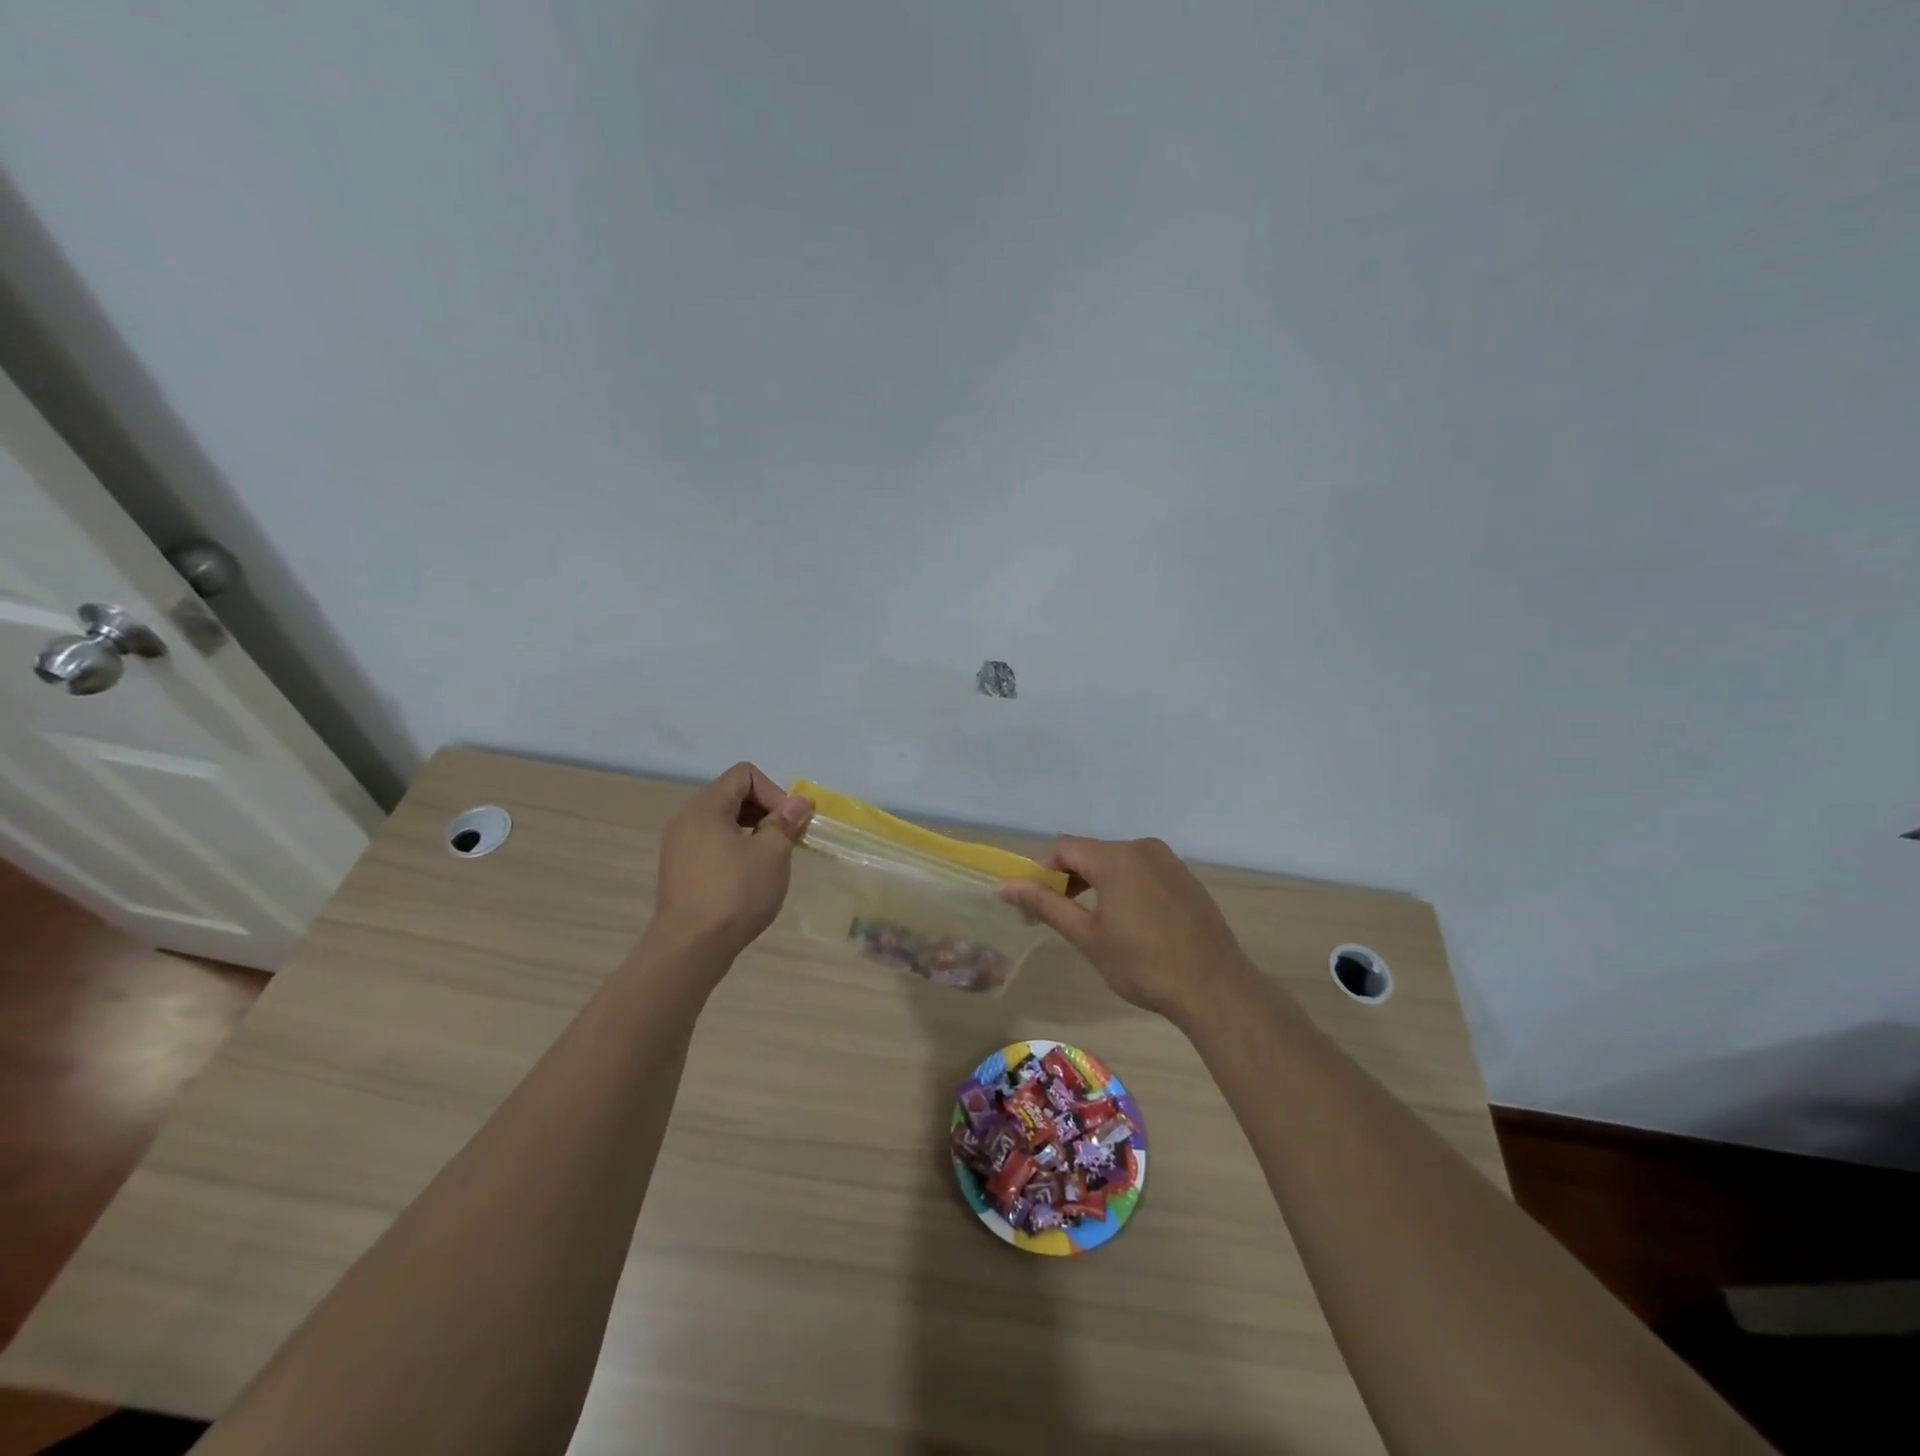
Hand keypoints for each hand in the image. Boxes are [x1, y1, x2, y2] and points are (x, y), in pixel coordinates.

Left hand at [650, 763, 812, 962]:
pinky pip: (712, 844)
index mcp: (706, 806)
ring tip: (770, 860)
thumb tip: (800, 802)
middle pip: (733, 795)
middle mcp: (687, 818)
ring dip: (753, 832)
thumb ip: (786, 822)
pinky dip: (735, 849)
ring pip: (723, 822)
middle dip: (766, 811)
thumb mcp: (772, 854)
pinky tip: (749, 878)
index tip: (788, 823)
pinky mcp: (679, 870)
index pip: (745, 774)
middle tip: (786, 841)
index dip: (774, 791)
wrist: (690, 947)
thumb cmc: (735, 893)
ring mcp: (679, 846)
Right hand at [998, 835, 1253, 1022]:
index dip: (1042, 872)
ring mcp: (1169, 862)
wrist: (1215, 988)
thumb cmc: (1143, 964)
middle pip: (1090, 853)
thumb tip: (1005, 887)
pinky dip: (1125, 888)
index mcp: (1115, 857)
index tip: (1035, 906)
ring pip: (1117, 862)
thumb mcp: (1087, 936)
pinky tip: (1131, 924)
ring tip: (1094, 924)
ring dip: (1096, 884)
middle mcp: (1142, 848)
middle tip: (1060, 918)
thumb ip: (1046, 904)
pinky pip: (1143, 872)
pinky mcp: (1186, 878)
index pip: (1064, 848)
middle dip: (1068, 880)